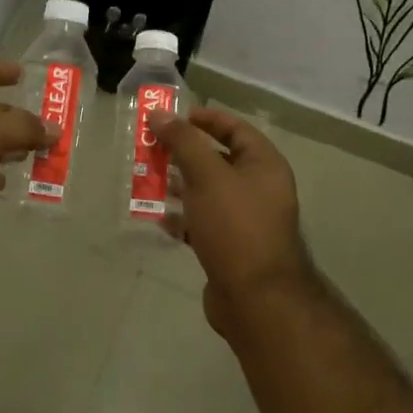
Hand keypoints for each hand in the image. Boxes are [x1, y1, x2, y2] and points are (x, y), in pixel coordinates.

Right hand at [156, 108, 313, 331]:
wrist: (255, 298)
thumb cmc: (235, 226)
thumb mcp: (207, 176)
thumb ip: (183, 142)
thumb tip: (160, 113)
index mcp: (264, 165)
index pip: (235, 128)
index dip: (205, 118)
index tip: (173, 117)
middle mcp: (258, 188)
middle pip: (218, 159)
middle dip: (184, 153)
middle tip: (151, 148)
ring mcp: (245, 219)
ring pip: (207, 192)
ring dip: (179, 185)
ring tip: (147, 180)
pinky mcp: (230, 246)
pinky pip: (202, 222)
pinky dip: (182, 218)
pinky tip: (159, 219)